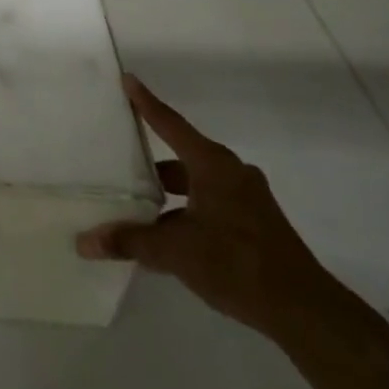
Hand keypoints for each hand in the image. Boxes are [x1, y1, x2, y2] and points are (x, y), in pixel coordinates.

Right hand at [77, 74, 332, 337]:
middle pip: (181, 156)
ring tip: (135, 209)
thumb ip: (129, 242)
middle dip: (150, 162)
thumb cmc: (235, 263)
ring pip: (196, 184)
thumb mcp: (174, 251)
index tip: (127, 80)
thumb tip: (85, 242)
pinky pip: (209, 204)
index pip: (170, 124)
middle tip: (118, 162)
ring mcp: (247, 198)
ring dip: (167, 194)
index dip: (146, 102)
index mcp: (212, 165)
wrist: (303, 309)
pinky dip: (185, 213)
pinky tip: (166, 239)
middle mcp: (231, 173)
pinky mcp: (255, 223)